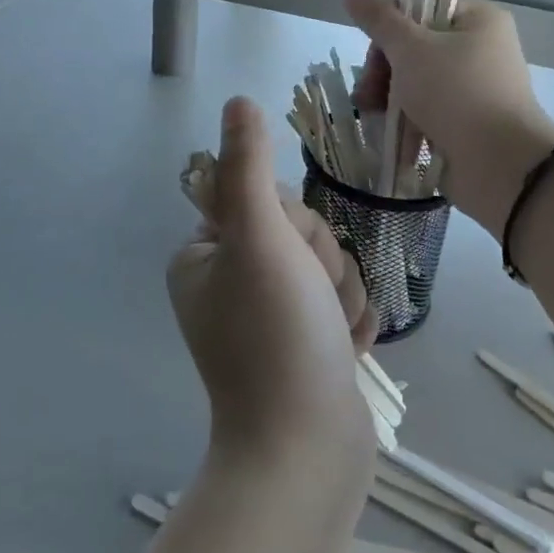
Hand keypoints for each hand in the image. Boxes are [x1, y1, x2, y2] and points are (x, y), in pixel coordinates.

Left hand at [168, 99, 377, 465]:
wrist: (306, 451)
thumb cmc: (277, 336)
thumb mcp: (259, 238)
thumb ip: (248, 167)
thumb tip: (238, 101)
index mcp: (204, 256)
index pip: (268, 200)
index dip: (294, 225)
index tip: (290, 262)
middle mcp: (229, 282)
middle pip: (302, 233)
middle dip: (322, 265)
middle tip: (311, 304)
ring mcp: (266, 316)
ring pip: (329, 267)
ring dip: (342, 296)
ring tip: (330, 337)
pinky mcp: (301, 344)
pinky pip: (340, 304)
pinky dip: (348, 323)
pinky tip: (342, 352)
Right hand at [346, 0, 553, 228]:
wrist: (501, 165)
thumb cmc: (457, 94)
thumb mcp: (412, 49)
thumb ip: (380, 20)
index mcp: (478, 20)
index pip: (423, 4)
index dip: (391, 23)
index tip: (374, 48)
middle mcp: (480, 48)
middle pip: (415, 44)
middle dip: (384, 67)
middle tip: (369, 90)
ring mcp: (474, 87)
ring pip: (417, 80)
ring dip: (388, 95)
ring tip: (371, 114)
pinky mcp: (466, 121)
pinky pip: (427, 110)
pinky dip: (406, 119)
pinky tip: (387, 132)